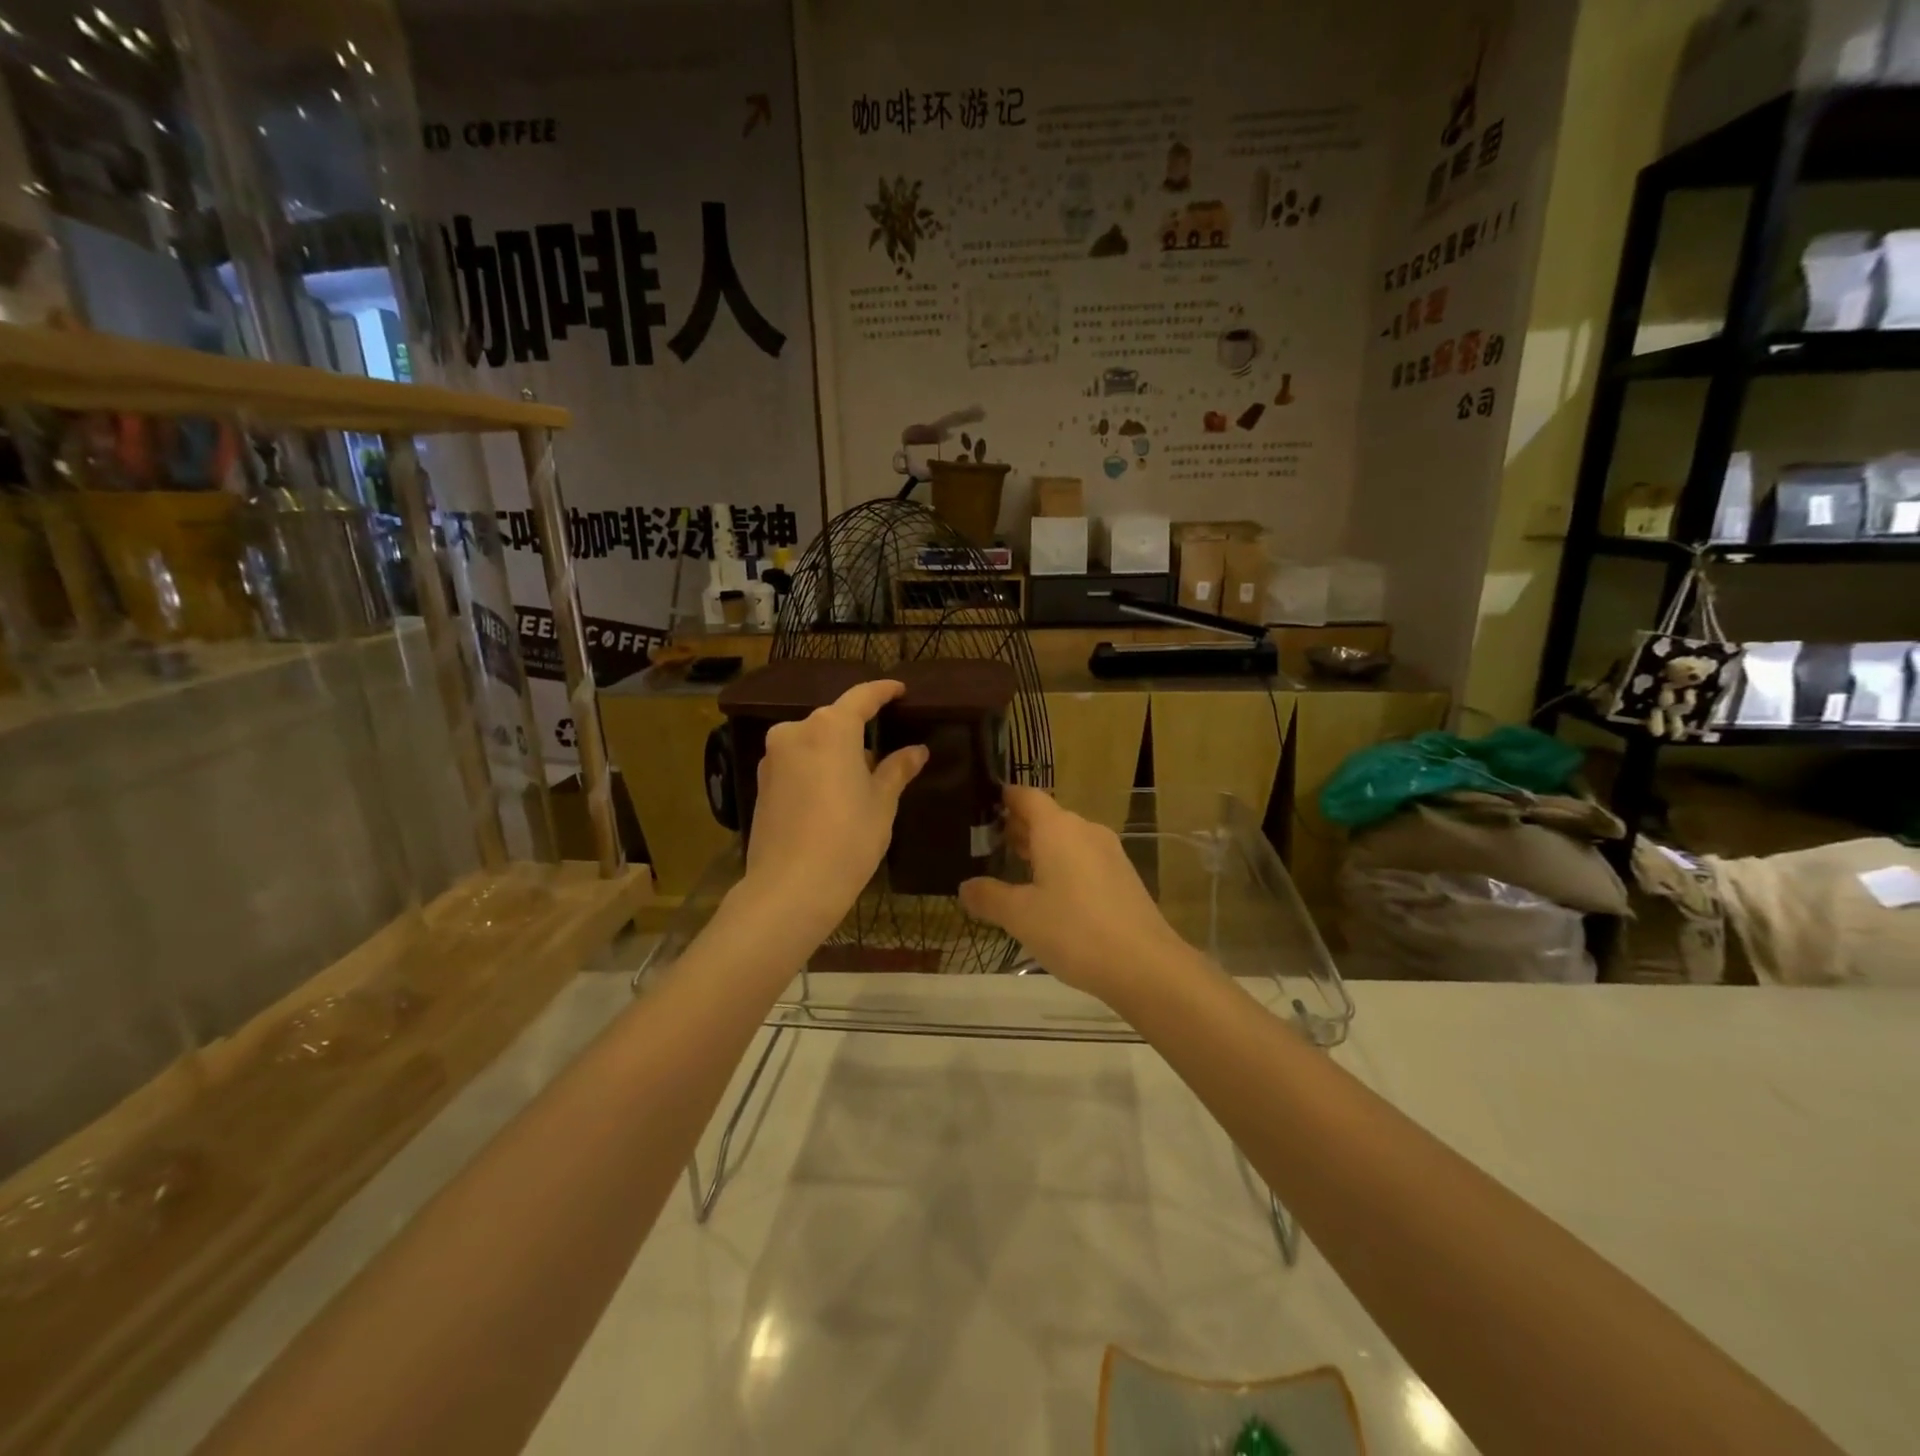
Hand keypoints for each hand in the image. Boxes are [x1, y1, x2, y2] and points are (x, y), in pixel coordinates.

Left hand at [739, 679, 926, 935]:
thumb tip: (916, 750)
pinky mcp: (760, 783)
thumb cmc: (847, 840)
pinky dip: (816, 767)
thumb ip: (897, 770)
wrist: (789, 889)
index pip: (862, 697)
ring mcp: (773, 757)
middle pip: (833, 720)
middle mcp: (796, 732)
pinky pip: (796, 762)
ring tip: (860, 775)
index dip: (883, 691)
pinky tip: (832, 793)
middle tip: (886, 745)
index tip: (899, 690)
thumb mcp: (881, 803)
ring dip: (835, 751)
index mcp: (830, 728)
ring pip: (812, 742)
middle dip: (859, 729)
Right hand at [960, 787, 1193, 1004]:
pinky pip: (1084, 859)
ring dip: (1040, 849)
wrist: (1145, 966)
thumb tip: (965, 887)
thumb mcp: (1020, 916)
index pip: (1026, 796)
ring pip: (1066, 839)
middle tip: (986, 846)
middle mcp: (1085, 830)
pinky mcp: (1123, 877)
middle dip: (1017, 827)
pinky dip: (1062, 866)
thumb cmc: (1075, 931)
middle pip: (1046, 817)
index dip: (1003, 798)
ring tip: (1012, 870)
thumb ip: (989, 897)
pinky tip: (1049, 895)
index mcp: (1057, 829)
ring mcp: (1109, 853)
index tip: (980, 807)